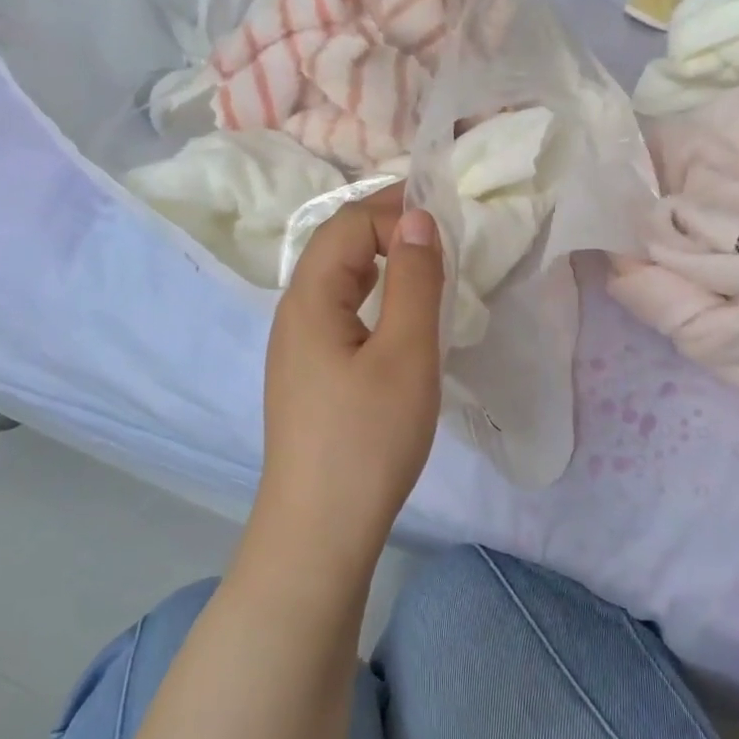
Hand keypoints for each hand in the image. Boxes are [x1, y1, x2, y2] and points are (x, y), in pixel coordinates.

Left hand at [251, 184, 445, 571]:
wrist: (320, 530)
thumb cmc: (369, 438)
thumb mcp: (407, 353)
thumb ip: (415, 280)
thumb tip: (418, 218)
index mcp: (309, 299)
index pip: (346, 225)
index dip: (393, 208)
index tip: (445, 217)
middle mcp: (292, 315)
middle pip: (334, 248)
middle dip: (385, 228)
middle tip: (441, 234)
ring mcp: (295, 350)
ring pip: (336, 283)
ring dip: (380, 263)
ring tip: (427, 269)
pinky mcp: (307, 378)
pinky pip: (339, 316)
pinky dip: (373, 299)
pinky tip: (399, 320)